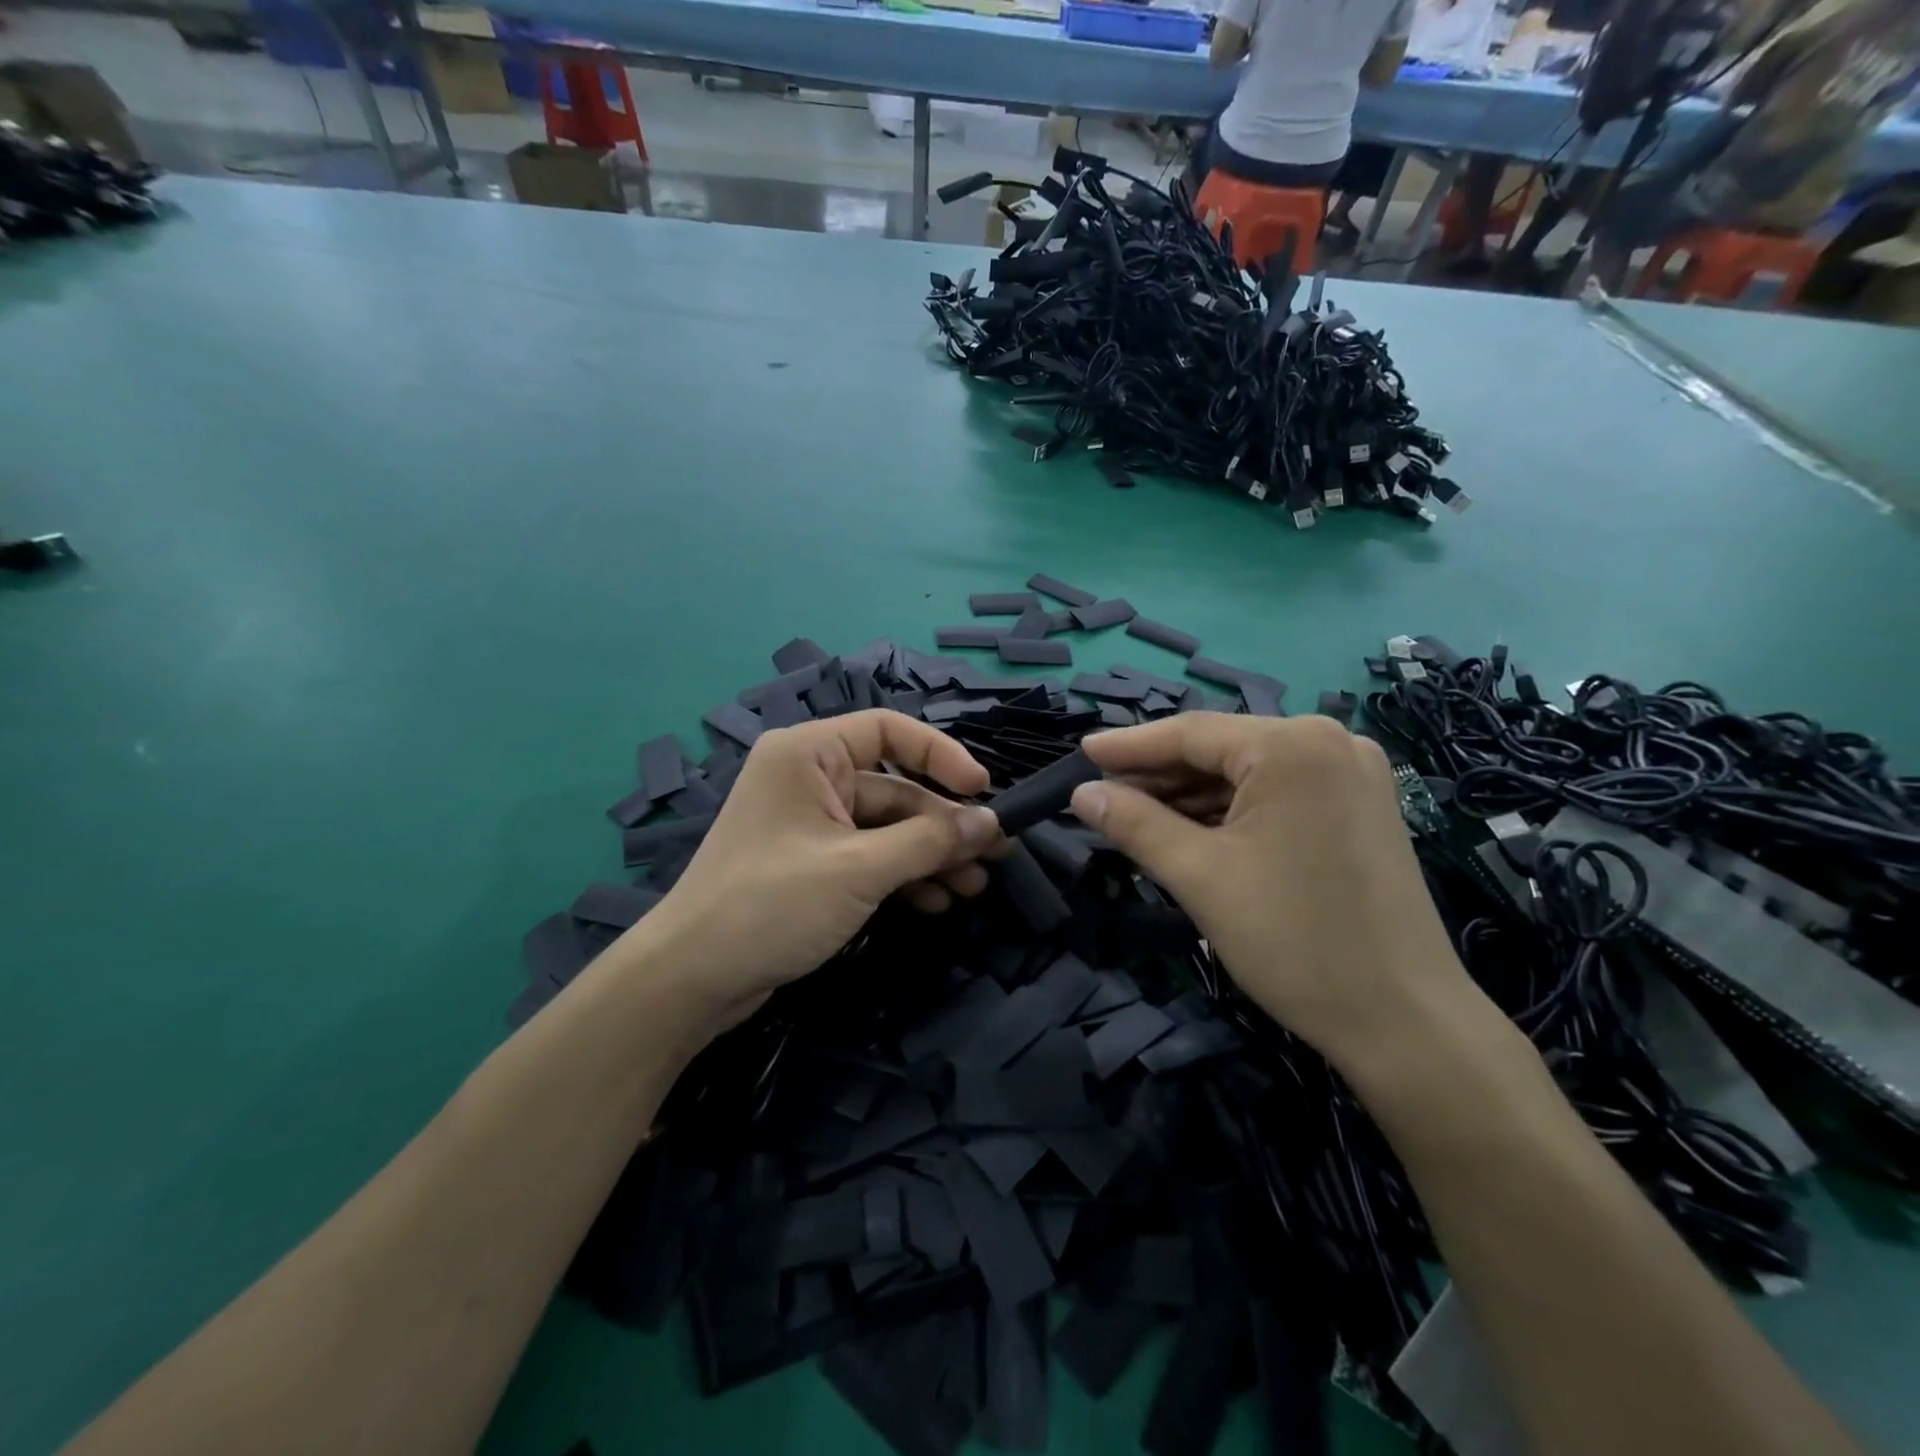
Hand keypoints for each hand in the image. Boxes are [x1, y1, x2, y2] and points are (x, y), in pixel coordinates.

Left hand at [621, 710, 1003, 1036]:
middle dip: (943, 823)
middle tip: (995, 854)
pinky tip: (935, 902)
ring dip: (930, 855)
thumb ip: (930, 841)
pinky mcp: (812, 864)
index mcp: (808, 754)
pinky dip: (902, 876)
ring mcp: (810, 824)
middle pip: (894, 787)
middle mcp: (809, 778)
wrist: (691, 979)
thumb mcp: (860, 868)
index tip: (983, 789)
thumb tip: (991, 822)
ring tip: (973, 886)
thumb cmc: (772, 904)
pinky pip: (869, 856)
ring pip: (887, 827)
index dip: (941, 755)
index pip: (888, 730)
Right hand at [1070, 713, 1479, 1068]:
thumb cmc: (1294, 940)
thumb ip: (1134, 824)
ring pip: (1247, 773)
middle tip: (1101, 794)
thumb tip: (1081, 793)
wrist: (1404, 1021)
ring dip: (1191, 795)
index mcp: (1293, 746)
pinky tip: (1189, 829)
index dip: (1129, 746)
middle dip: (1159, 775)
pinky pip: (1277, 793)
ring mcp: (1351, 774)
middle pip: (1221, 750)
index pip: (1191, 734)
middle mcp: (1329, 742)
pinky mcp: (1359, 807)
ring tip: (1134, 815)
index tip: (1081, 752)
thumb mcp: (1199, 876)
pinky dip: (1230, 810)